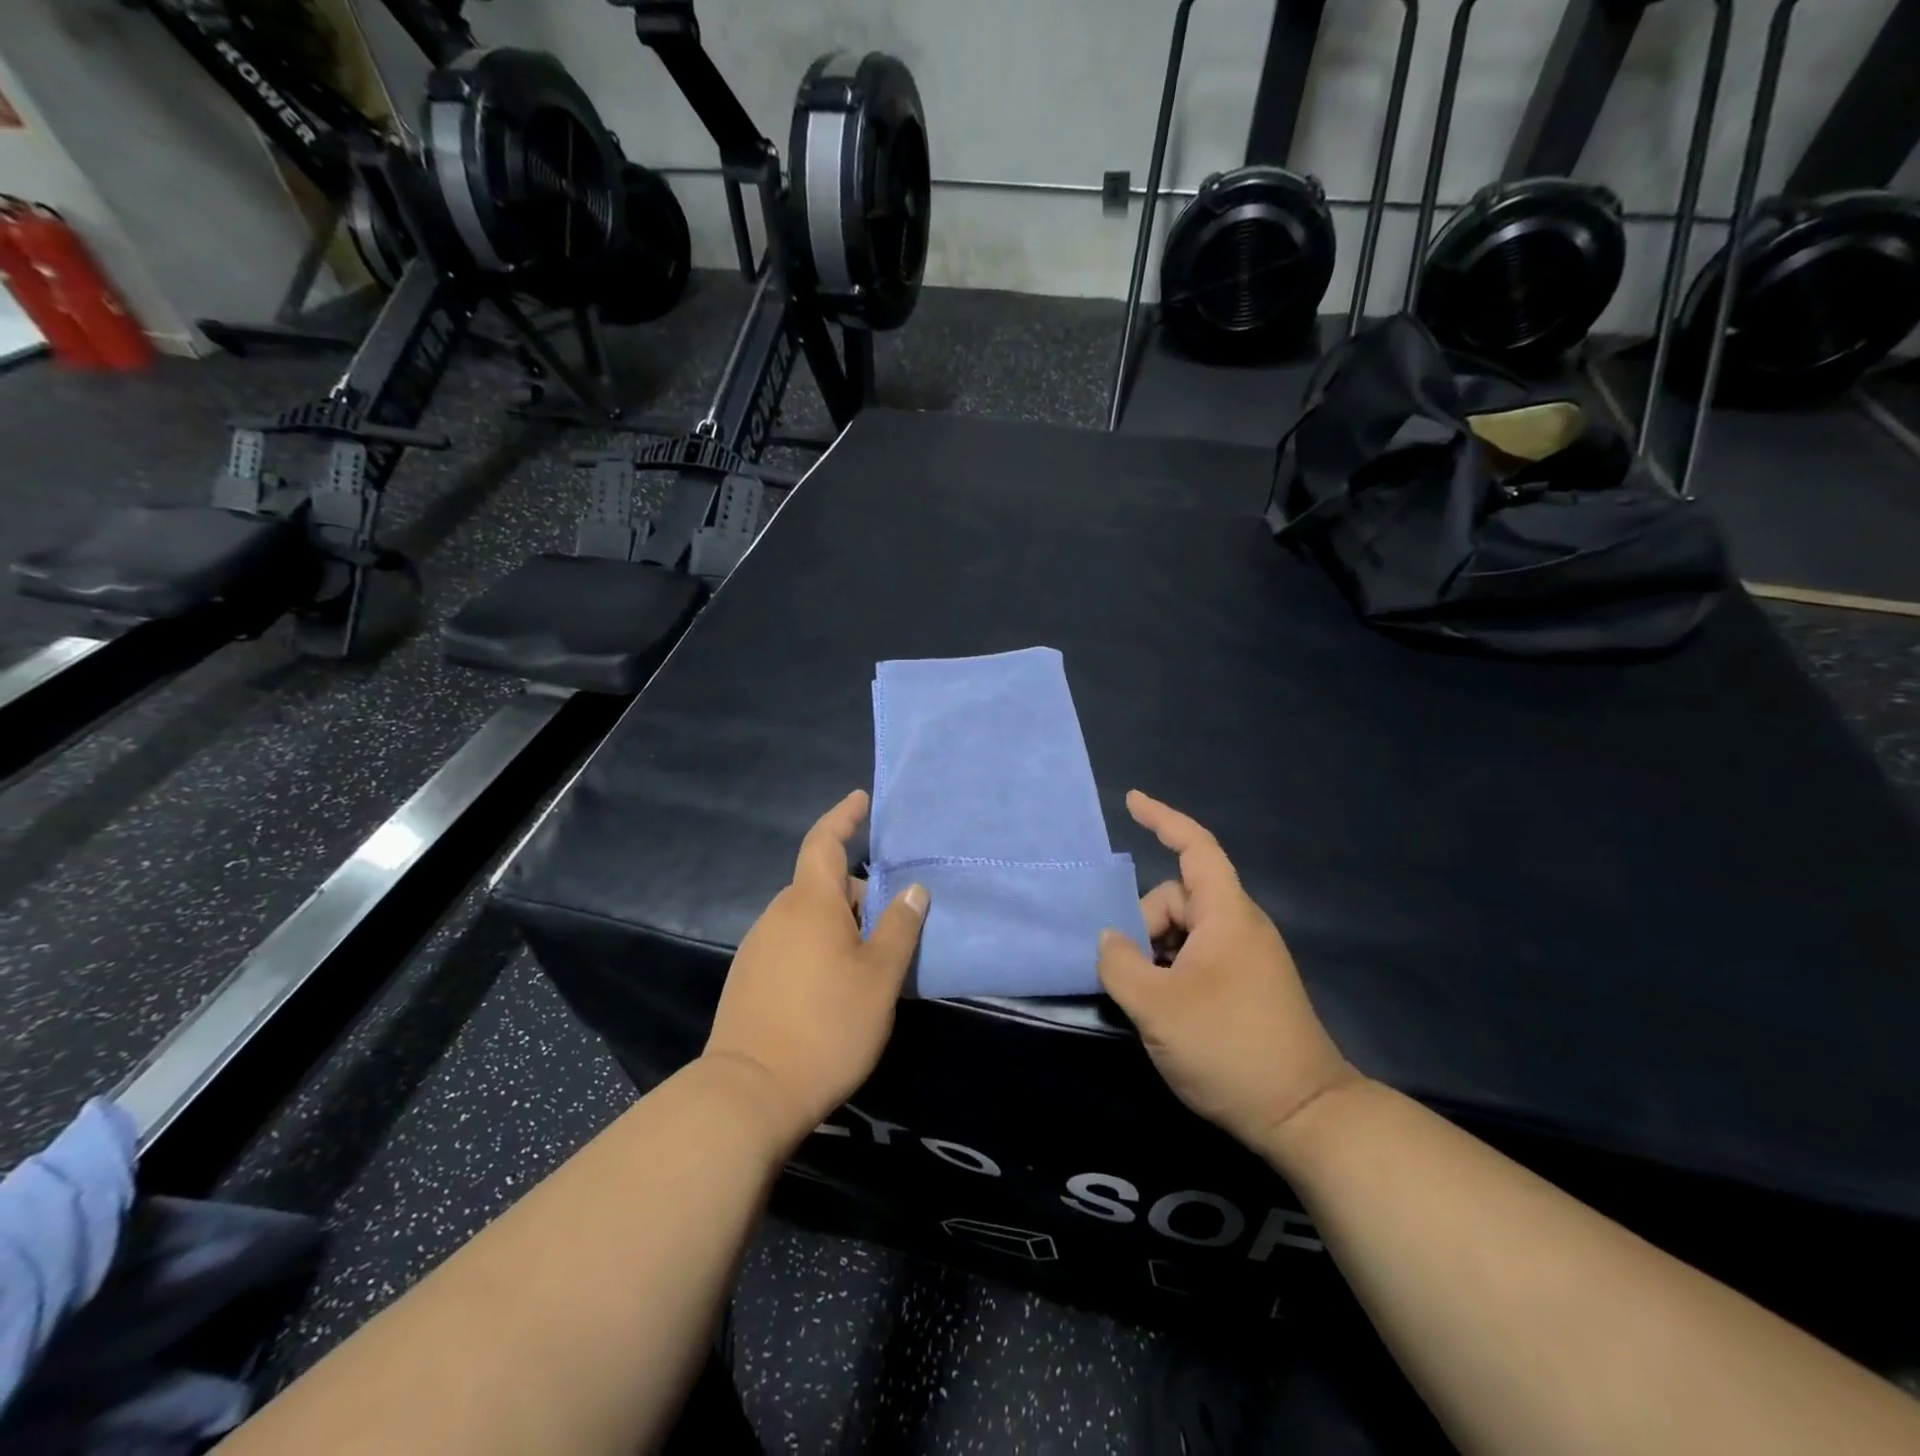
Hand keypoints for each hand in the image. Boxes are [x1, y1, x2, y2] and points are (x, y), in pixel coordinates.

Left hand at [705, 790, 926, 1147]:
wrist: (750, 1092)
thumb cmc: (826, 1026)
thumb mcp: (879, 977)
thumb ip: (899, 927)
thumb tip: (912, 889)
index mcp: (810, 903)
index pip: (824, 841)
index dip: (843, 816)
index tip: (861, 799)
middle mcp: (779, 915)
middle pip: (821, 884)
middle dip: (857, 890)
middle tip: (894, 917)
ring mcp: (759, 946)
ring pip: (808, 916)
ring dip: (840, 922)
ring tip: (873, 956)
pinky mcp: (750, 977)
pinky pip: (792, 941)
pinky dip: (819, 944)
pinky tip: (838, 983)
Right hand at [1098, 790, 1360, 1155]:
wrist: (1305, 1116)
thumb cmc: (1229, 1048)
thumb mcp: (1157, 1007)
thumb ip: (1120, 964)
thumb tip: (1110, 939)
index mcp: (1227, 915)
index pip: (1195, 847)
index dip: (1162, 819)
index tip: (1132, 801)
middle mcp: (1241, 926)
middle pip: (1178, 897)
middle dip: (1145, 923)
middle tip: (1131, 972)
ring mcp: (1248, 957)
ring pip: (1186, 931)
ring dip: (1156, 951)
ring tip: (1146, 998)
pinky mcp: (1249, 985)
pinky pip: (1199, 955)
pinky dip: (1173, 968)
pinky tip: (1164, 1007)